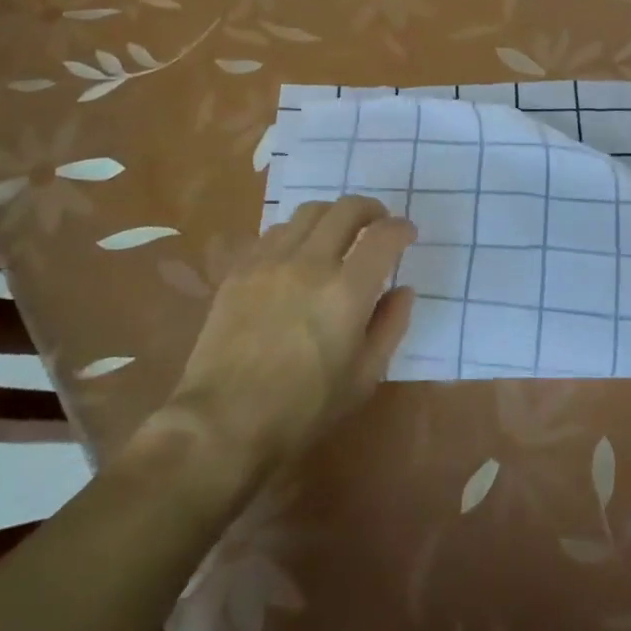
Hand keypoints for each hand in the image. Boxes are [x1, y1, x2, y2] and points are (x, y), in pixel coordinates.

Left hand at [164, 197, 415, 474]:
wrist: (224, 422)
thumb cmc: (303, 409)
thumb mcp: (364, 377)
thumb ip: (390, 325)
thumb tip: (402, 290)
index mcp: (346, 292)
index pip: (383, 236)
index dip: (401, 228)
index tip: (407, 234)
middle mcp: (310, 263)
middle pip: (346, 209)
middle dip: (370, 209)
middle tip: (378, 223)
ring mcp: (270, 261)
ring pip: (308, 212)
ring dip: (332, 216)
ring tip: (338, 234)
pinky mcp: (240, 269)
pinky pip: (274, 232)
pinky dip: (297, 233)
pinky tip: (297, 254)